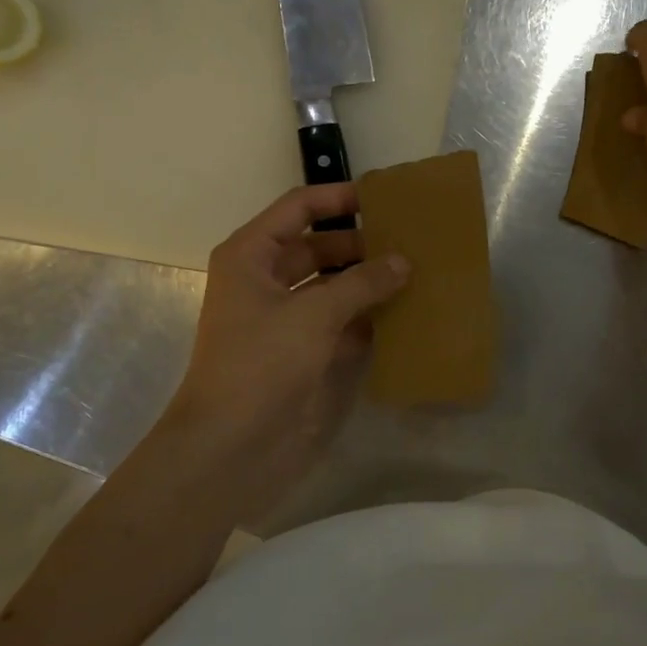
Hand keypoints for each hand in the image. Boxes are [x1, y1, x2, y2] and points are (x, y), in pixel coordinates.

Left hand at [164, 184, 407, 496]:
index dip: (338, 198)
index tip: (384, 198)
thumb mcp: (314, 314)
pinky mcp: (300, 352)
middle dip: (361, 244)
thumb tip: (402, 261)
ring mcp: (283, 318)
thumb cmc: (261, 364)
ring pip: (331, 286)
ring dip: (368, 282)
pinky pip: (339, 322)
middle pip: (318, 246)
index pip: (298, 208)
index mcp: (251, 255)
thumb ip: (361, 283)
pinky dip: (366, 318)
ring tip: (416, 273)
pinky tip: (403, 315)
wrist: (230, 447)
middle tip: (412, 241)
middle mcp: (265, 280)